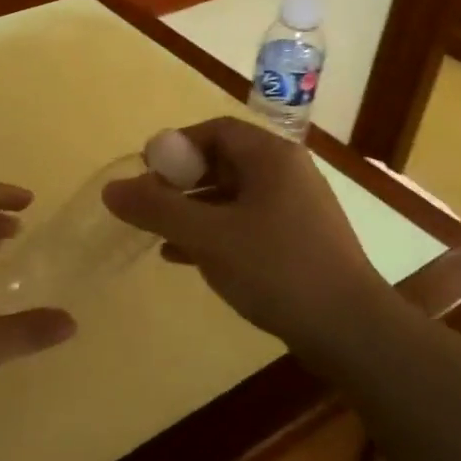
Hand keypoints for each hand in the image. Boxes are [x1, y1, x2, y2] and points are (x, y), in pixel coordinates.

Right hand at [102, 117, 392, 348]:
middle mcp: (287, 173)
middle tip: (149, 206)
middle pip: (222, 162)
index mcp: (271, 157)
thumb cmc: (276, 268)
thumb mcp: (207, 236)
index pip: (214, 131)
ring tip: (158, 235)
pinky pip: (246, 224)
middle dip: (180, 182)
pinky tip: (184, 257)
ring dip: (193, 211)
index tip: (146, 174)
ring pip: (232, 197)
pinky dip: (214, 233)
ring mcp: (296, 209)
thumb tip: (111, 188)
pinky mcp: (298, 241)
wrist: (350, 329)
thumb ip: (157, 209)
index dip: (175, 147)